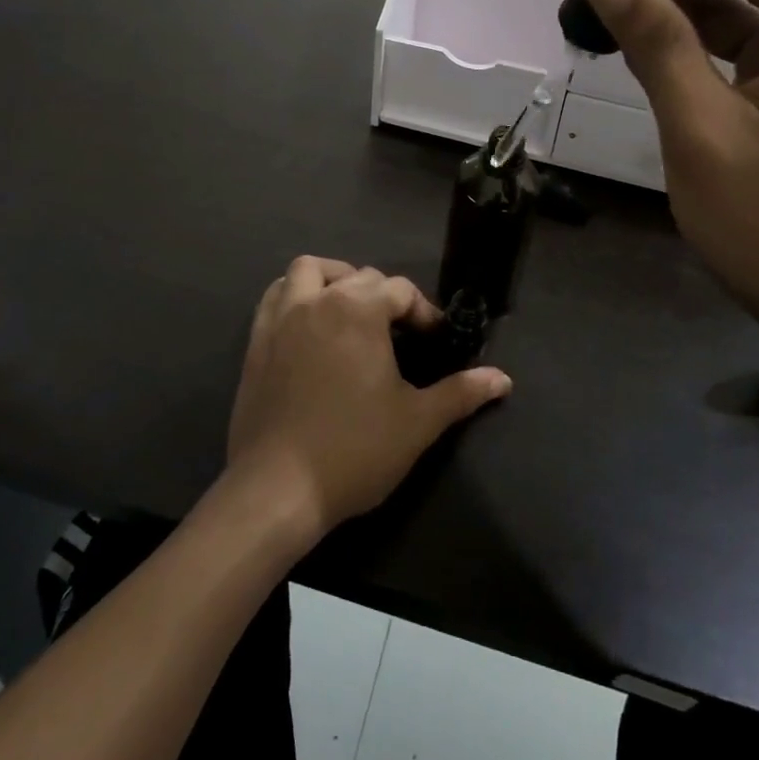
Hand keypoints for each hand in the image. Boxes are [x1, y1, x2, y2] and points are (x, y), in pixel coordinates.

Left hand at [227, 258, 511, 537]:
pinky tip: (308, 325)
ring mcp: (281, 318)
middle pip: (358, 276)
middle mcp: (318, 301)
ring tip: (349, 309)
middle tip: (398, 333)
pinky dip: (294, 296)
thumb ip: (460, 392)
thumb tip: (502, 379)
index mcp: (358, 310)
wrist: (278, 488)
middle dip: (384, 295)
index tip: (434, 340)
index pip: (399, 289)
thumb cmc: (355, 450)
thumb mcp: (418, 422)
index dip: (423, 311)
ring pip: (307, 271)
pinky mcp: (256, 340)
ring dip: (332, 279)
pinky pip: (275, 297)